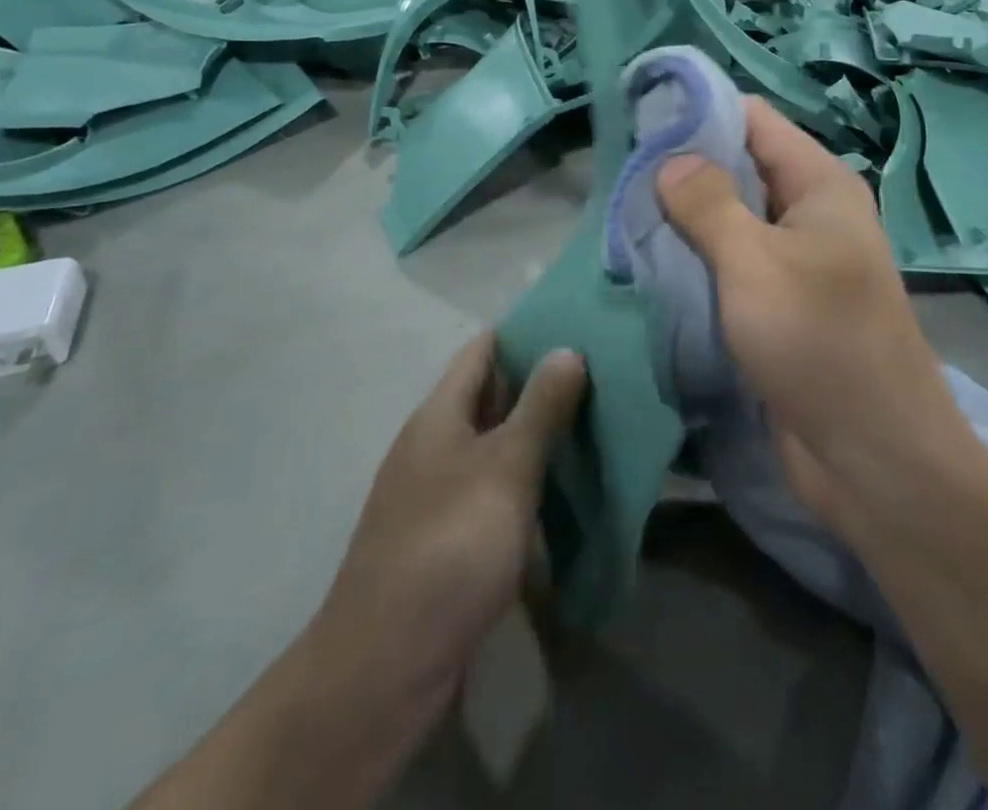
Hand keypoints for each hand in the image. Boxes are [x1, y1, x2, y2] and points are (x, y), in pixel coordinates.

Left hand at [305, 332, 585, 790]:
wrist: (386, 666)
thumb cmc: (450, 545)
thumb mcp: (506, 467)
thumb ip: (540, 406)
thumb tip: (567, 348)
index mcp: (439, 415)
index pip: (482, 350)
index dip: (524, 331)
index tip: (574, 321)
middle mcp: (434, 445)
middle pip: (490, 396)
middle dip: (539, 382)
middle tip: (601, 370)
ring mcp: (437, 494)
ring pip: (495, 445)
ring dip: (537, 434)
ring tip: (596, 420)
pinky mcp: (447, 538)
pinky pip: (494, 490)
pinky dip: (527, 480)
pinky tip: (565, 487)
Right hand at [656, 98, 962, 511]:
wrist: (875, 459)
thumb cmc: (820, 343)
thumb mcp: (755, 263)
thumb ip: (709, 204)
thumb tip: (670, 158)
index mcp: (819, 184)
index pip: (753, 119)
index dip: (698, 112)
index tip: (638, 120)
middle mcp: (810, 212)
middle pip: (739, 167)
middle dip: (683, 168)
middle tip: (619, 176)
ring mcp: (796, 260)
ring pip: (731, 219)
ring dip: (684, 218)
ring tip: (623, 215)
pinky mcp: (780, 304)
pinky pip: (732, 264)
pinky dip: (696, 259)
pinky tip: (651, 263)